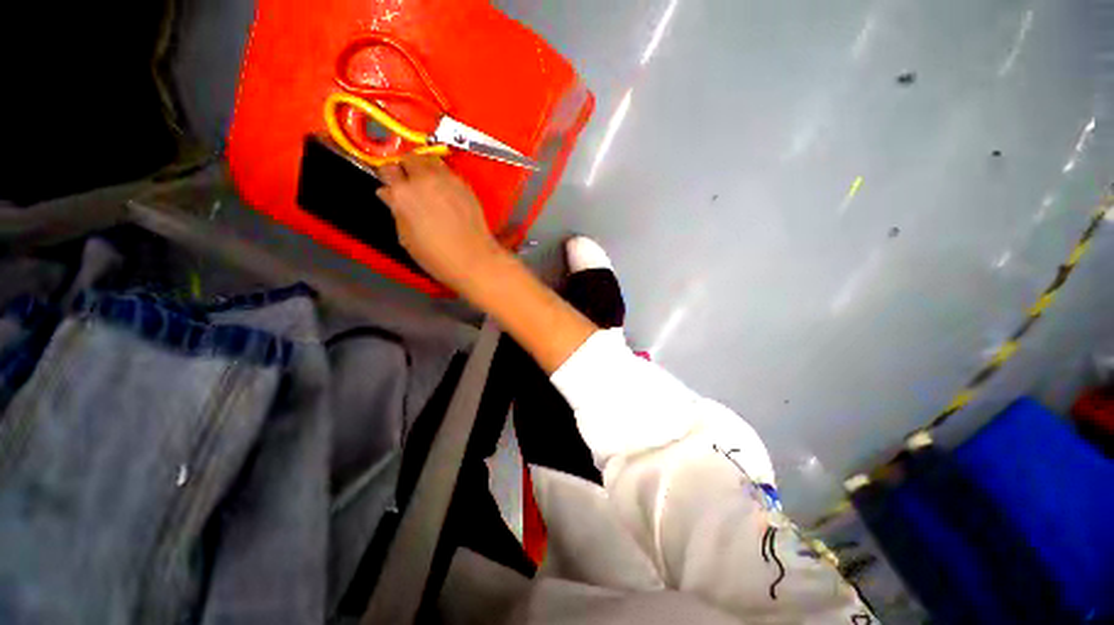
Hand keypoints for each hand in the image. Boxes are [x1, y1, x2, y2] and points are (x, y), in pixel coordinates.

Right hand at [376, 154, 506, 292]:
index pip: (387, 168)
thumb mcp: (406, 237)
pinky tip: (445, 192)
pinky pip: (448, 171)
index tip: (391, 183)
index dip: (388, 176)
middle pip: (410, 158)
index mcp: (403, 193)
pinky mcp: (465, 185)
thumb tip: (388, 193)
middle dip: (407, 167)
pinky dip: (442, 175)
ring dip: (425, 167)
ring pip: (430, 160)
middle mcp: (424, 179)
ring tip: (427, 184)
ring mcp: (447, 179)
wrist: (474, 258)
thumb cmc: (436, 255)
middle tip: (409, 183)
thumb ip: (396, 210)